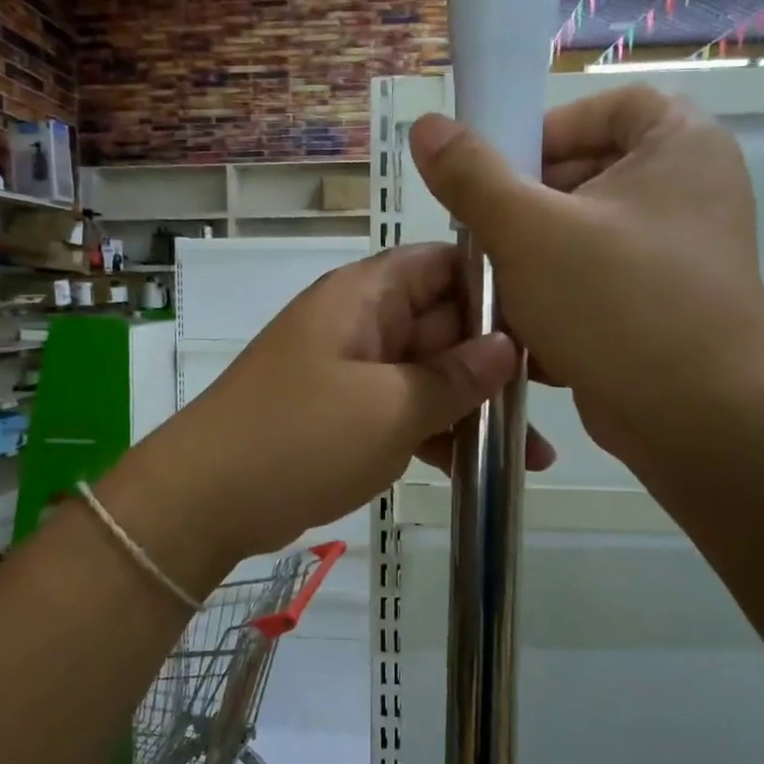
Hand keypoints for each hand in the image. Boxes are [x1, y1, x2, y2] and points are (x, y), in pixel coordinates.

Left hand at [156, 244, 554, 563]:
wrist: (206, 500)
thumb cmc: (300, 437)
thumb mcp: (389, 406)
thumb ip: (454, 376)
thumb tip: (508, 348)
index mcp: (365, 296)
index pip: (443, 264)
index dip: (496, 285)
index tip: (548, 322)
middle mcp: (362, 323)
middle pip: (444, 323)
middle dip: (497, 361)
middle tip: (558, 398)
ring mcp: (354, 371)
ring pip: (430, 375)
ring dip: (476, 409)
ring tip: (536, 456)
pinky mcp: (348, 415)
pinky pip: (406, 411)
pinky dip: (440, 436)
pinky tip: (486, 471)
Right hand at [409, 85, 763, 470]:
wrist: (698, 419)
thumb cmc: (617, 302)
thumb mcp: (528, 230)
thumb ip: (472, 175)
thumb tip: (427, 126)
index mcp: (679, 146)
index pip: (609, 107)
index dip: (550, 130)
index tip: (505, 174)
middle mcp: (688, 192)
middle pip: (588, 175)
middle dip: (527, 210)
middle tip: (485, 239)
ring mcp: (679, 255)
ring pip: (584, 237)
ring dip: (532, 261)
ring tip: (496, 288)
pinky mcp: (663, 308)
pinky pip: (597, 284)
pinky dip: (558, 299)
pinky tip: (523, 328)